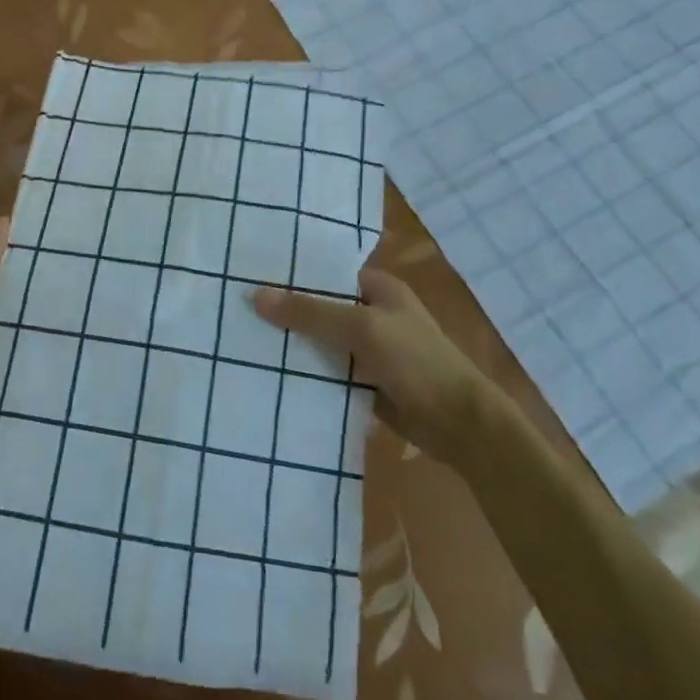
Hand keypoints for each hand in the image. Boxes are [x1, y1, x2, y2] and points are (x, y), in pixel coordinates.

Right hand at [253, 269, 480, 455]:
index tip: (251, 277)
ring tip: (245, 341)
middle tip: (239, 311)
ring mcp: (370, 351)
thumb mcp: (361, 328)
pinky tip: (273, 376)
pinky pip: (330, 373)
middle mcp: (373, 314)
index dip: (294, 276)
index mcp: (379, 288)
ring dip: (295, 346)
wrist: (460, 424)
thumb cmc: (416, 361)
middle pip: (322, 309)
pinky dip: (309, 374)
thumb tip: (257, 296)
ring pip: (323, 343)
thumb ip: (311, 312)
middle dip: (288, 312)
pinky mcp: (367, 384)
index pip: (328, 275)